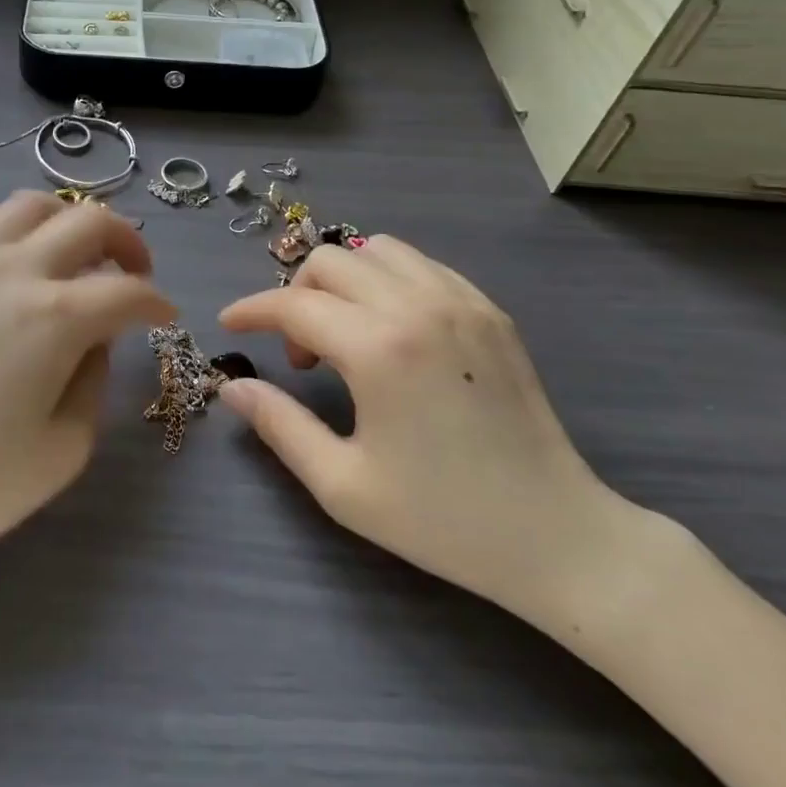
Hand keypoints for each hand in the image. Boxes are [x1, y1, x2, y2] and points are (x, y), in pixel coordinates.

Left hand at [0, 192, 174, 567]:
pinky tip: (12, 256)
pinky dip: (8, 223)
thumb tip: (93, 341)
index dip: (157, 303)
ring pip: (32, 204)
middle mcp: (15, 270)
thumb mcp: (64, 449)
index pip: (127, 291)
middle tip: (135, 275)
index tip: (165, 318)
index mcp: (55, 317)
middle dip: (127, 242)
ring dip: (68, 221)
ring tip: (75, 256)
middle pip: (90, 221)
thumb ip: (93, 382)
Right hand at [218, 237, 624, 617]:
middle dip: (296, 296)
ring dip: (344, 280)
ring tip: (345, 333)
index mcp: (379, 349)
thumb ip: (279, 426)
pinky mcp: (490, 311)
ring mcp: (462, 303)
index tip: (229, 325)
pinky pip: (422, 266)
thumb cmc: (442, 519)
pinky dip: (388, 280)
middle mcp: (419, 307)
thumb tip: (234, 388)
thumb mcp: (342, 484)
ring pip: (378, 251)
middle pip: (331, 262)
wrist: (556, 535)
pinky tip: (390, 329)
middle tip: (300, 354)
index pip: (294, 306)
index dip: (252, 311)